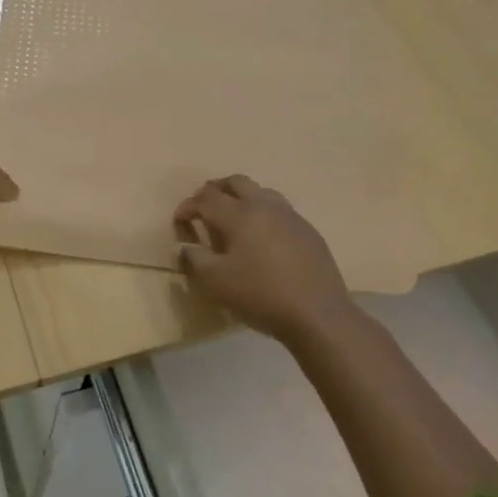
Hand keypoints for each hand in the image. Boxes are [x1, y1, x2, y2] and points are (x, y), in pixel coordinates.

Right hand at [174, 175, 361, 342]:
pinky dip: (263, 213)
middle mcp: (264, 206)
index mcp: (238, 215)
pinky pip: (280, 210)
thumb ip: (195, 259)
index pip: (207, 198)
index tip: (179, 219)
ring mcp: (290, 217)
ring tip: (233, 216)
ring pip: (261, 192)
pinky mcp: (308, 231)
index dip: (189, 205)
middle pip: (236, 182)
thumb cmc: (260, 295)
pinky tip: (263, 236)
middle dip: (215, 189)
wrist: (318, 314)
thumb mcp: (216, 282)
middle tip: (204, 205)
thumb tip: (185, 247)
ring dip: (242, 197)